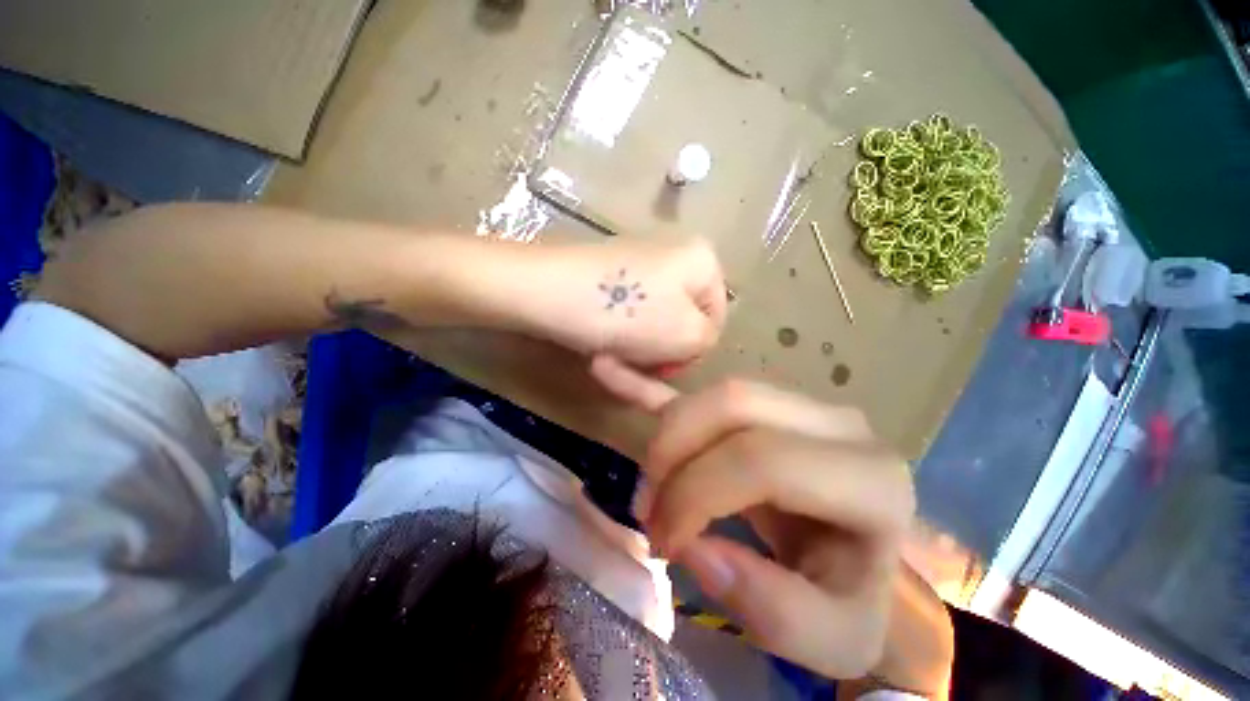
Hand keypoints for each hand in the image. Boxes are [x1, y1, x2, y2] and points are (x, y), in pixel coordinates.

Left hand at [521, 238, 725, 367]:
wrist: (545, 290)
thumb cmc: (624, 312)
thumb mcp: (686, 335)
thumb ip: (708, 339)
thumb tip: (693, 337)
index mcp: (702, 259)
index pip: (715, 320)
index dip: (692, 351)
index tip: (663, 366)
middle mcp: (675, 254)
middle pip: (681, 320)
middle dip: (661, 349)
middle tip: (635, 362)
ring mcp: (639, 262)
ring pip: (653, 321)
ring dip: (637, 345)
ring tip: (612, 353)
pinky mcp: (610, 274)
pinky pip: (628, 312)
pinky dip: (619, 332)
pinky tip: (600, 340)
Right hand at [591, 357, 916, 681]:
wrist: (866, 557)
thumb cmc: (853, 599)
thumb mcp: (832, 639)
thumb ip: (773, 608)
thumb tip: (695, 548)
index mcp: (870, 481)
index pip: (761, 460)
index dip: (697, 494)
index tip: (664, 542)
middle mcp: (836, 423)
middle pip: (732, 406)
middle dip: (673, 456)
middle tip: (649, 509)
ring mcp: (797, 403)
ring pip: (716, 393)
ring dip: (668, 436)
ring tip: (652, 484)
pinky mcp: (760, 405)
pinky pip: (703, 387)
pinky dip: (651, 385)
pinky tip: (606, 369)